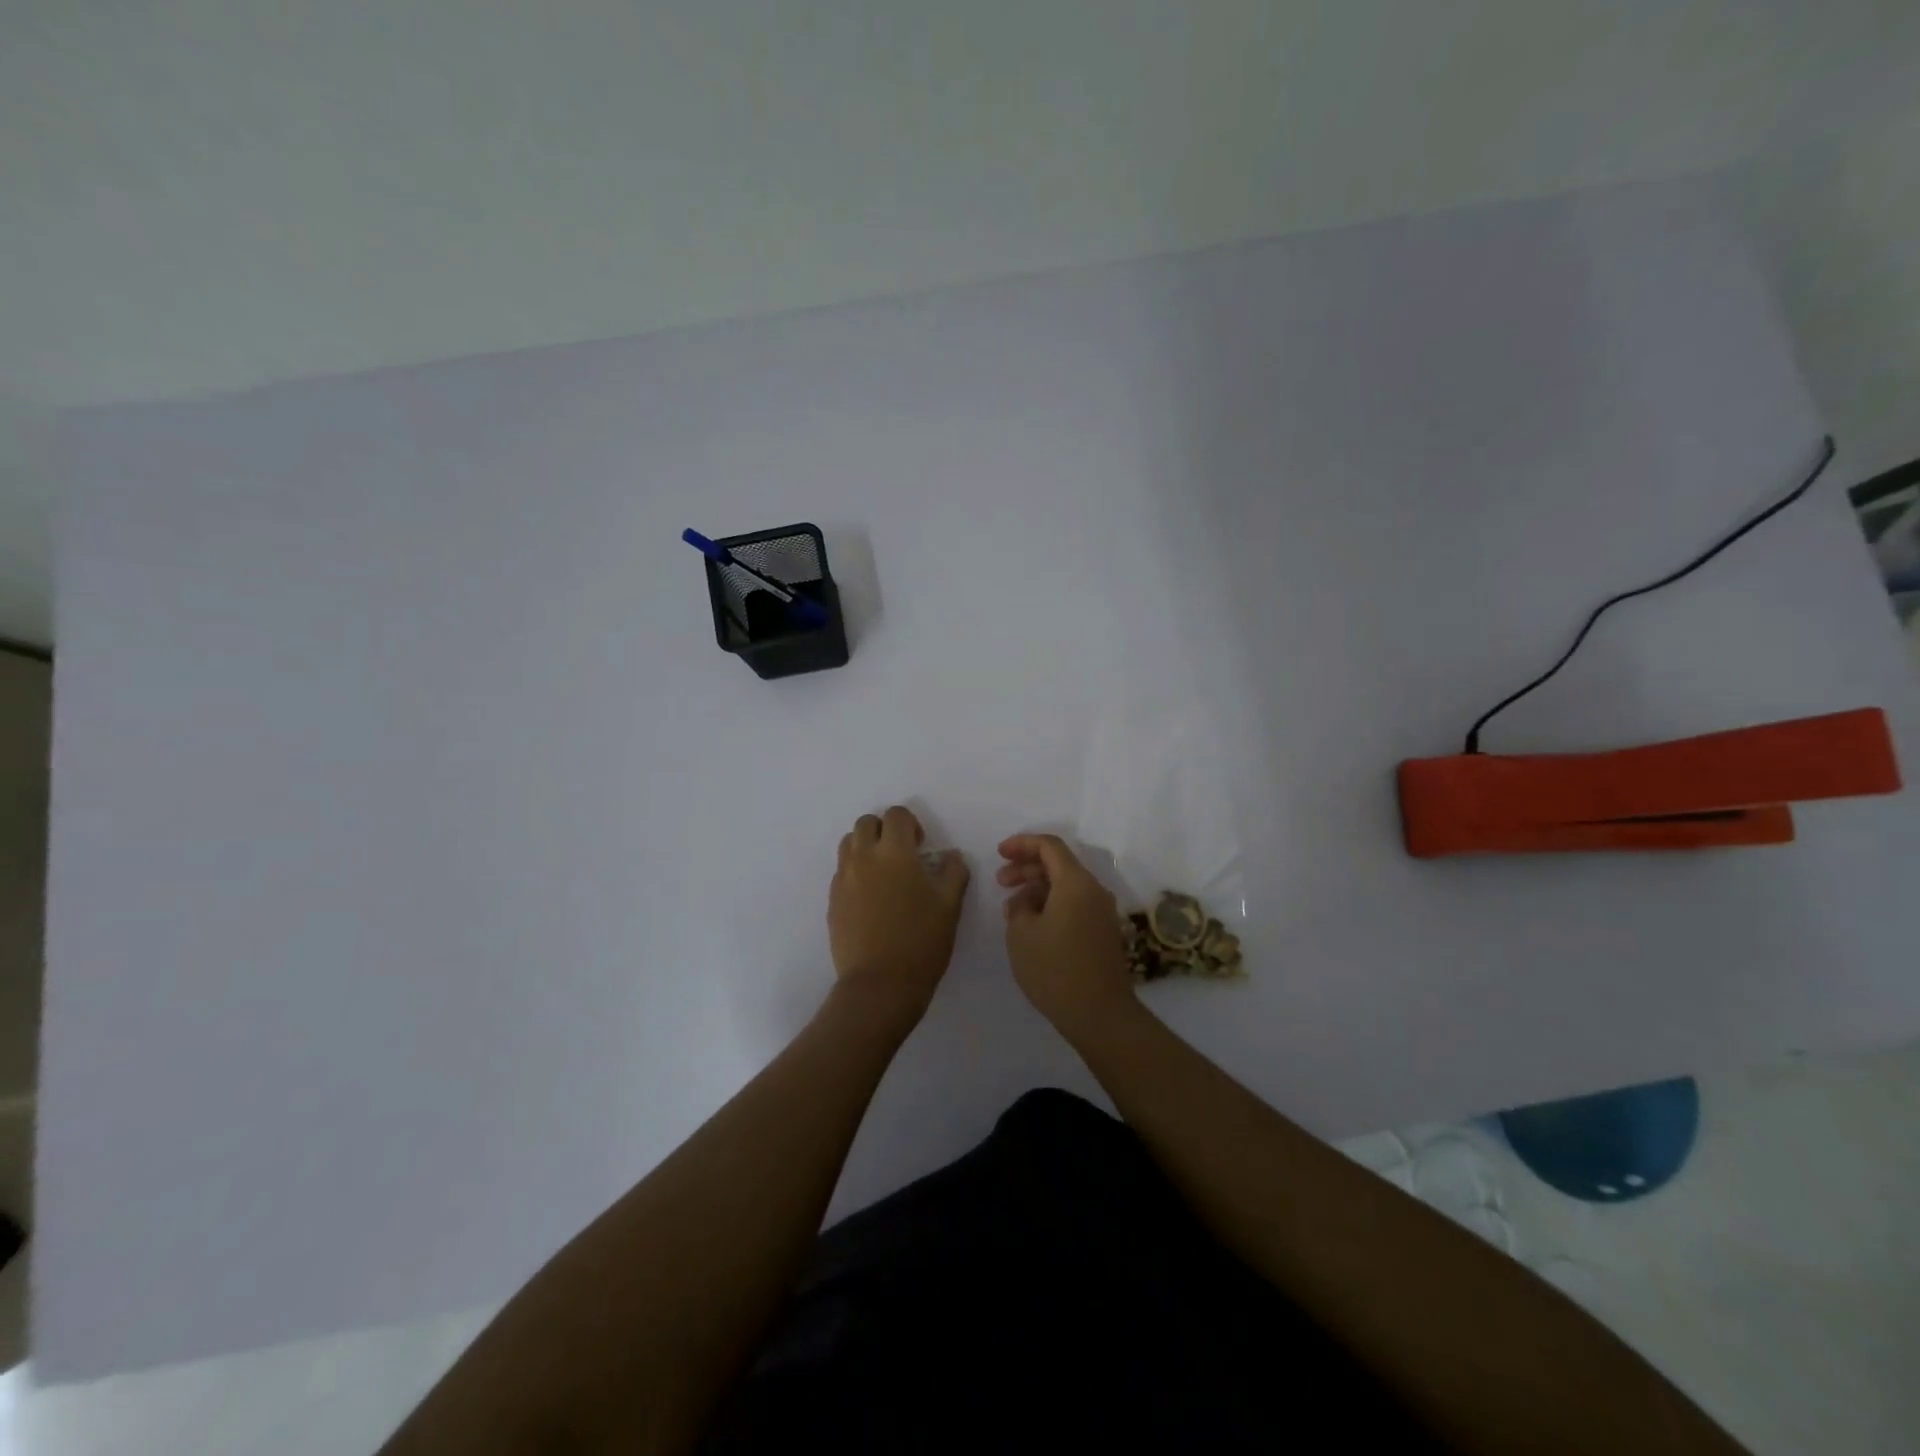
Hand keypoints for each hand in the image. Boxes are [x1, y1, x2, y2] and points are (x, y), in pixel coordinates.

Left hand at [829, 806, 969, 1021]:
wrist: (880, 984)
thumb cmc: (921, 941)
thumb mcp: (950, 905)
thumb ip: (953, 871)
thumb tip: (950, 855)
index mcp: (894, 852)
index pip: (896, 815)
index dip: (910, 824)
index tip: (921, 845)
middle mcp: (863, 857)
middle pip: (866, 823)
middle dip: (884, 830)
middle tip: (901, 855)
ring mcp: (843, 879)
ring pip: (848, 844)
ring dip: (866, 847)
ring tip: (884, 873)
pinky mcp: (832, 901)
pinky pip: (842, 871)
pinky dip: (856, 872)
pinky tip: (872, 899)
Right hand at [998, 833, 1136, 1040]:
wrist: (1099, 1014)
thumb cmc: (1055, 969)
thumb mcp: (1022, 933)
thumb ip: (1019, 906)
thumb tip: (1026, 900)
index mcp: (1076, 883)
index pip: (1049, 846)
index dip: (1022, 843)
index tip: (999, 852)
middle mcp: (1094, 890)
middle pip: (1059, 864)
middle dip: (1027, 867)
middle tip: (1000, 881)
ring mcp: (1101, 912)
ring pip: (1066, 885)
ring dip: (1037, 888)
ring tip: (1011, 907)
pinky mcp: (1102, 931)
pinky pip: (1074, 904)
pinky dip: (1051, 903)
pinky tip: (1031, 923)